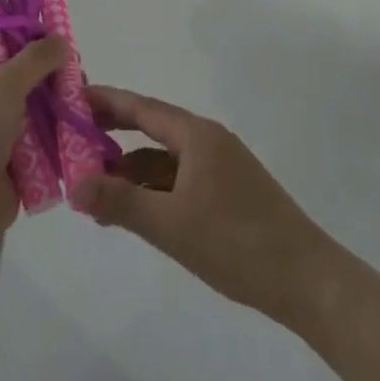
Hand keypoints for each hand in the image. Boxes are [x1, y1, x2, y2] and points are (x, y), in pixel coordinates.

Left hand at [0, 37, 66, 252]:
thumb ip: (35, 58)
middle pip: (22, 78)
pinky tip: (84, 132)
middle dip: (50, 76)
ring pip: (36, 112)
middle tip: (78, 74)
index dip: (26, 37)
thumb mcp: (4, 81)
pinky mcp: (14, 165)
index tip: (56, 38)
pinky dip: (60, 140)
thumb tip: (60, 40)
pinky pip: (42, 145)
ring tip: (85, 103)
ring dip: (59, 108)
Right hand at [75, 86, 337, 333]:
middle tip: (73, 139)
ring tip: (94, 187)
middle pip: (150, 128)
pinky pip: (179, 180)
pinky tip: (133, 211)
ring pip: (164, 159)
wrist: (309, 283)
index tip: (70, 97)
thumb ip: (121, 204)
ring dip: (131, 170)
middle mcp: (207, 141)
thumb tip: (73, 185)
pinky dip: (153, 190)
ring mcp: (219, 167)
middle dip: (112, 134)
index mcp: (196, 135)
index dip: (104, 101)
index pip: (140, 107)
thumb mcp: (172, 226)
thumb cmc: (237, 243)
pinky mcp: (227, 194)